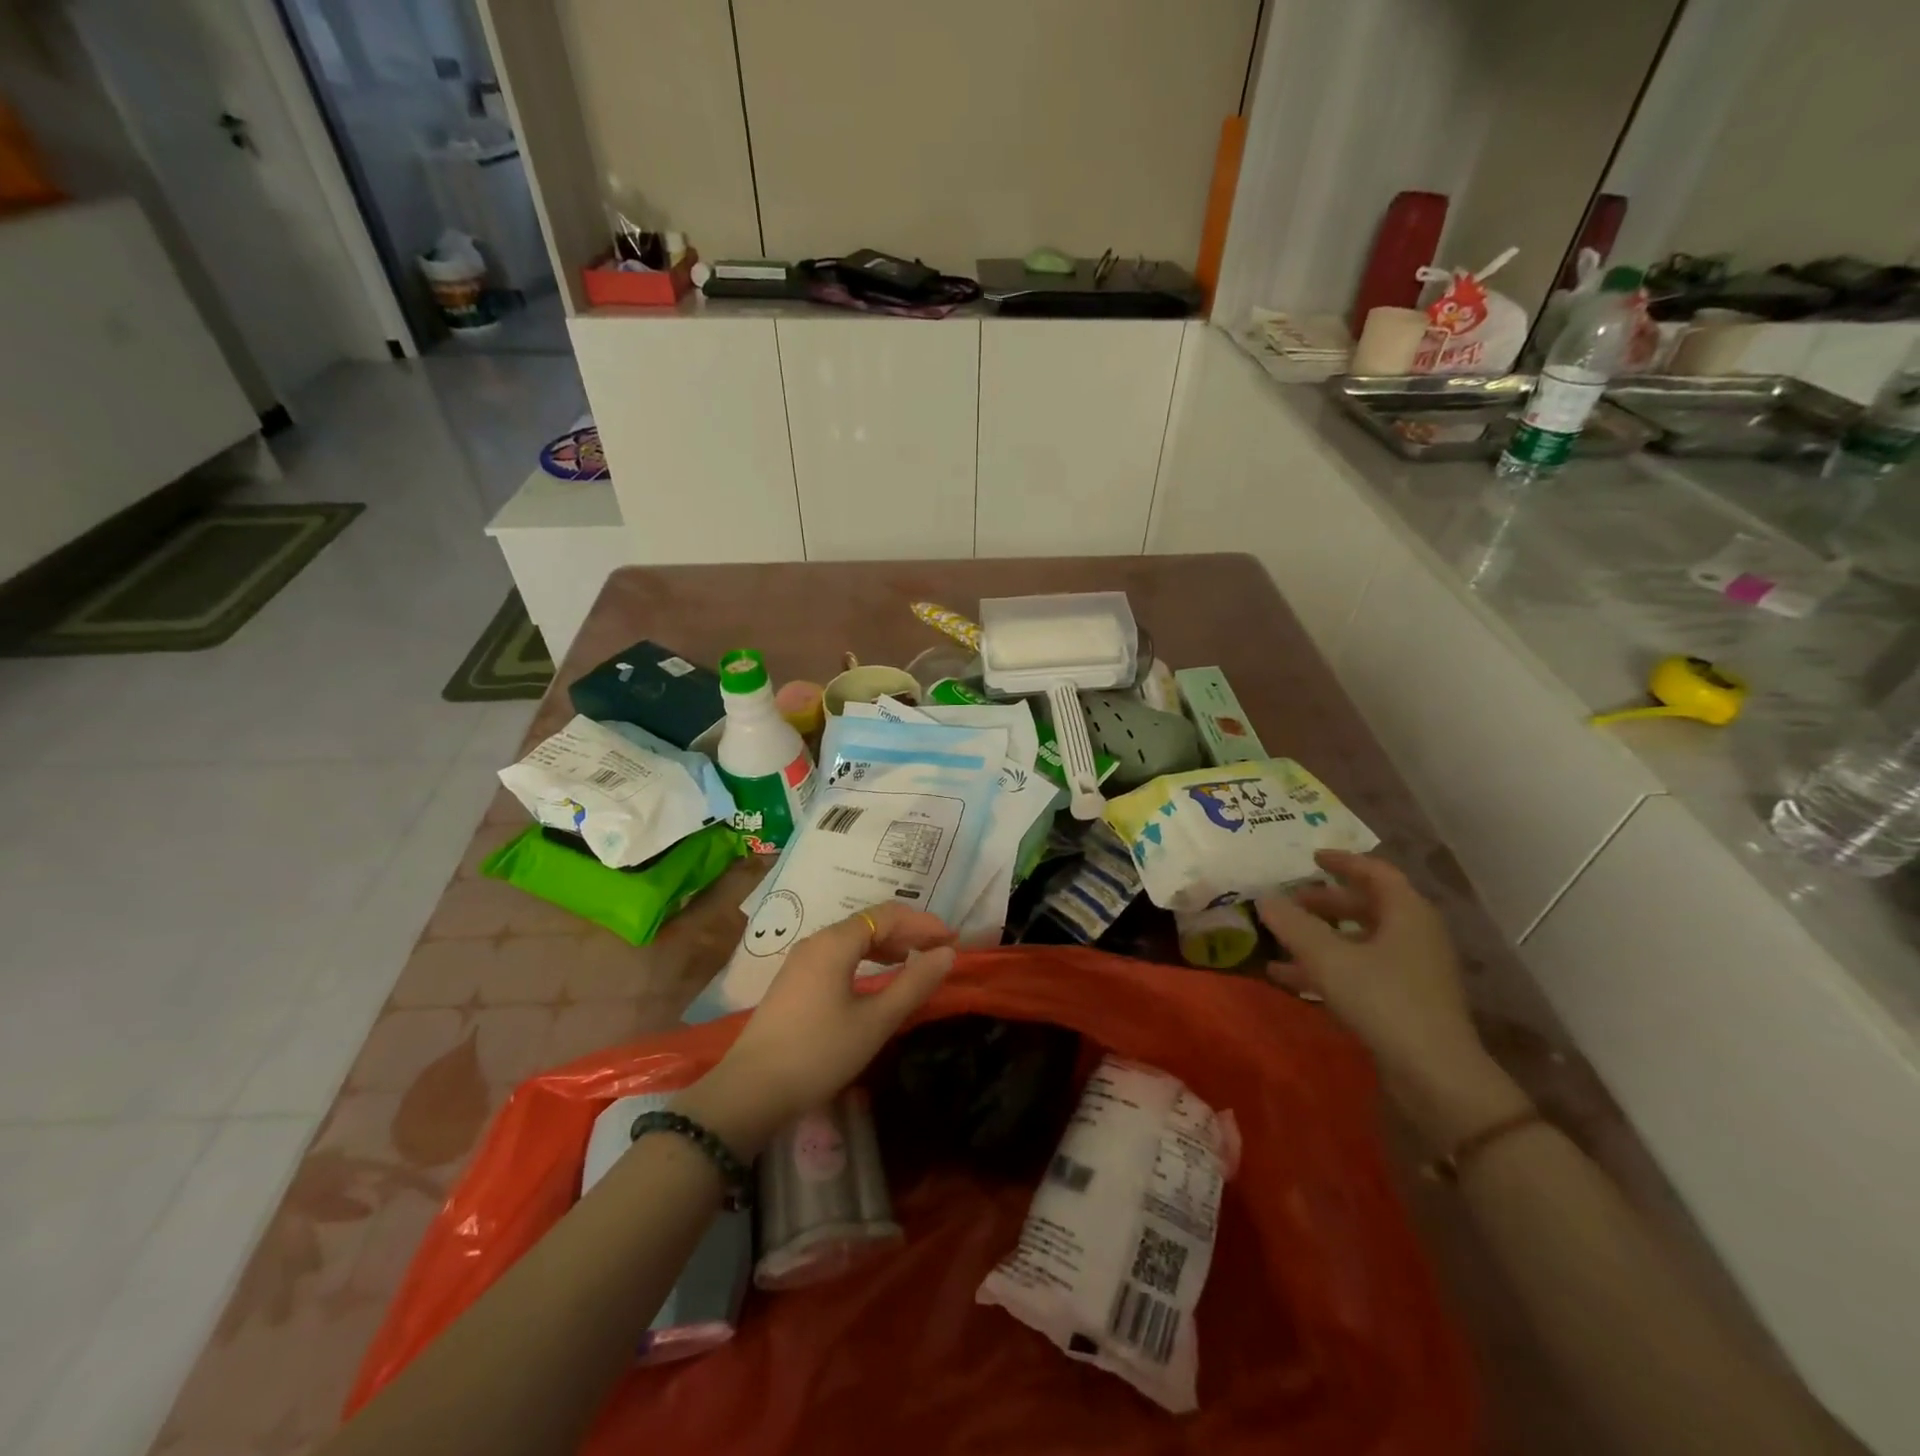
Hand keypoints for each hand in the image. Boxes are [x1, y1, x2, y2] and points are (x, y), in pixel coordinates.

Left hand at [676, 904, 955, 1154]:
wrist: (750, 1091)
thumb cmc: (820, 1053)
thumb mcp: (875, 1021)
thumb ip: (914, 983)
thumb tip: (947, 954)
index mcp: (835, 942)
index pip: (888, 914)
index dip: (924, 923)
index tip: (953, 940)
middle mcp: (816, 941)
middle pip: (870, 922)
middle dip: (908, 931)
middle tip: (939, 951)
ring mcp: (801, 961)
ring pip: (853, 938)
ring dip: (887, 945)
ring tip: (914, 961)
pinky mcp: (794, 981)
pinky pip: (838, 955)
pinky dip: (866, 958)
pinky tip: (877, 978)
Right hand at [1256, 850, 1524, 1142]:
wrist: (1436, 1076)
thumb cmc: (1384, 1000)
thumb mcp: (1328, 958)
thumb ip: (1293, 924)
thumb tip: (1263, 897)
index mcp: (1406, 913)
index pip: (1375, 872)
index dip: (1342, 862)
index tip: (1311, 858)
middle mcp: (1414, 935)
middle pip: (1366, 906)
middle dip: (1325, 902)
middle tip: (1290, 901)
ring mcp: (1413, 970)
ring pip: (1360, 941)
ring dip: (1321, 937)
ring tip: (1280, 939)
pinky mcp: (1405, 1001)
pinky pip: (1361, 970)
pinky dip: (1328, 967)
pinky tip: (1288, 977)